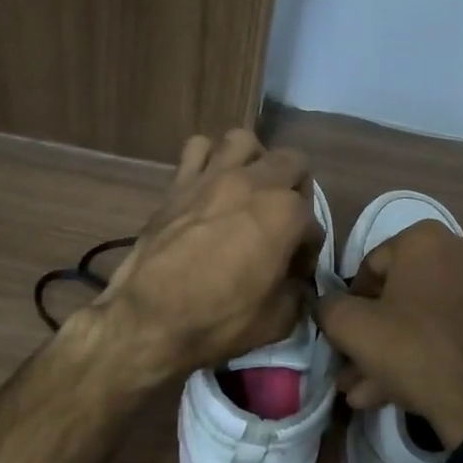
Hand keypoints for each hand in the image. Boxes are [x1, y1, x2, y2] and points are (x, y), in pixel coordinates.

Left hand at [90, 130, 321, 381]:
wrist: (149, 318)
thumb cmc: (219, 321)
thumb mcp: (278, 320)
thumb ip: (297, 293)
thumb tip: (296, 284)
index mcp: (286, 214)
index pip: (313, 225)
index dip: (307, 251)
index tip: (294, 273)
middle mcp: (255, 183)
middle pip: (292, 164)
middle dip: (296, 190)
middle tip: (282, 222)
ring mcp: (213, 177)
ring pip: (244, 142)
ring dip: (253, 161)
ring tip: (249, 190)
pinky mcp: (178, 182)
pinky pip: (197, 148)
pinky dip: (207, 159)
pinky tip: (209, 184)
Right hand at [315, 221, 462, 448]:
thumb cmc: (415, 351)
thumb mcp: (351, 328)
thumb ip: (328, 307)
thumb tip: (327, 304)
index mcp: (427, 238)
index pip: (371, 267)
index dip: (350, 305)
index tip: (343, 338)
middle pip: (403, 295)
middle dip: (374, 336)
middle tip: (352, 371)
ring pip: (429, 316)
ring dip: (396, 351)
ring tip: (368, 392)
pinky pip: (457, 329)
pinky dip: (431, 351)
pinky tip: (402, 391)